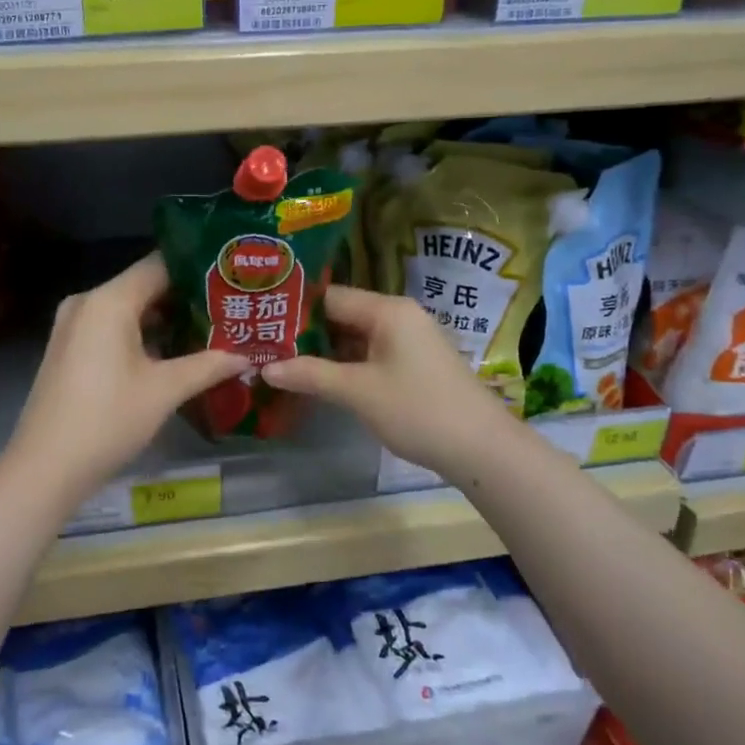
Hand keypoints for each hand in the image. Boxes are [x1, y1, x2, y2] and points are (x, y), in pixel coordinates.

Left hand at [2, 254, 249, 504]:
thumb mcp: (164, 391)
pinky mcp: (68, 347)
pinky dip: (140, 334)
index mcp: (109, 300)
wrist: (45, 468)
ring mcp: (73, 325)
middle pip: (144, 285)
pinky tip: (172, 352)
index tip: (230, 279)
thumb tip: (246, 356)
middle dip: (186, 297)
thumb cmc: (107, 420)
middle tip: (228, 307)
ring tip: (209, 329)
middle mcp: (88, 302)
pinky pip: (111, 327)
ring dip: (164, 319)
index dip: (197, 270)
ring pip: (128, 308)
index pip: (160, 265)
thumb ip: (208, 366)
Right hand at [263, 285, 519, 482]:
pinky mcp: (416, 363)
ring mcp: (410, 340)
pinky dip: (347, 363)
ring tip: (284, 361)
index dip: (295, 309)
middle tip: (267, 344)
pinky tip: (321, 378)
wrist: (482, 448)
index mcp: (387, 310)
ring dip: (326, 350)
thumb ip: (310, 375)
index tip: (263, 322)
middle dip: (307, 332)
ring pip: (357, 336)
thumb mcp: (357, 392)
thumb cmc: (417, 410)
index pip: (331, 297)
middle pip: (343, 314)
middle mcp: (399, 316)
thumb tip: (265, 368)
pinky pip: (372, 353)